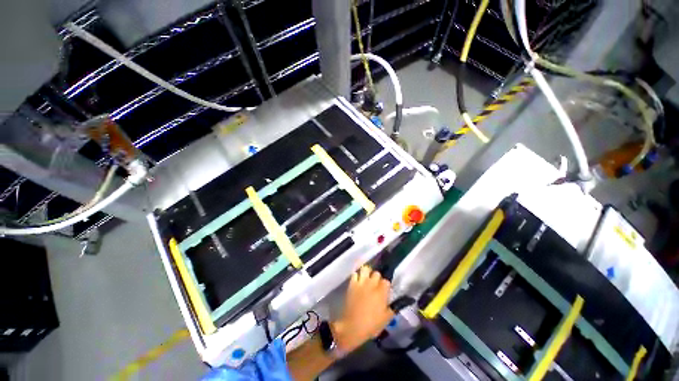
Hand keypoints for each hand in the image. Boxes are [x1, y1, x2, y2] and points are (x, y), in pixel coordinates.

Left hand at [331, 265, 393, 352]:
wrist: (352, 327)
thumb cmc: (371, 325)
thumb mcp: (386, 319)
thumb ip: (393, 308)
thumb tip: (396, 302)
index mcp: (382, 292)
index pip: (386, 281)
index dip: (386, 286)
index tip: (385, 292)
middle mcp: (372, 284)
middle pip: (377, 273)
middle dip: (377, 278)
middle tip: (376, 286)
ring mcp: (361, 283)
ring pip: (366, 269)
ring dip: (367, 273)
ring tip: (367, 279)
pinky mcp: (352, 284)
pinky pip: (355, 274)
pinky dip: (357, 276)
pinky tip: (358, 281)